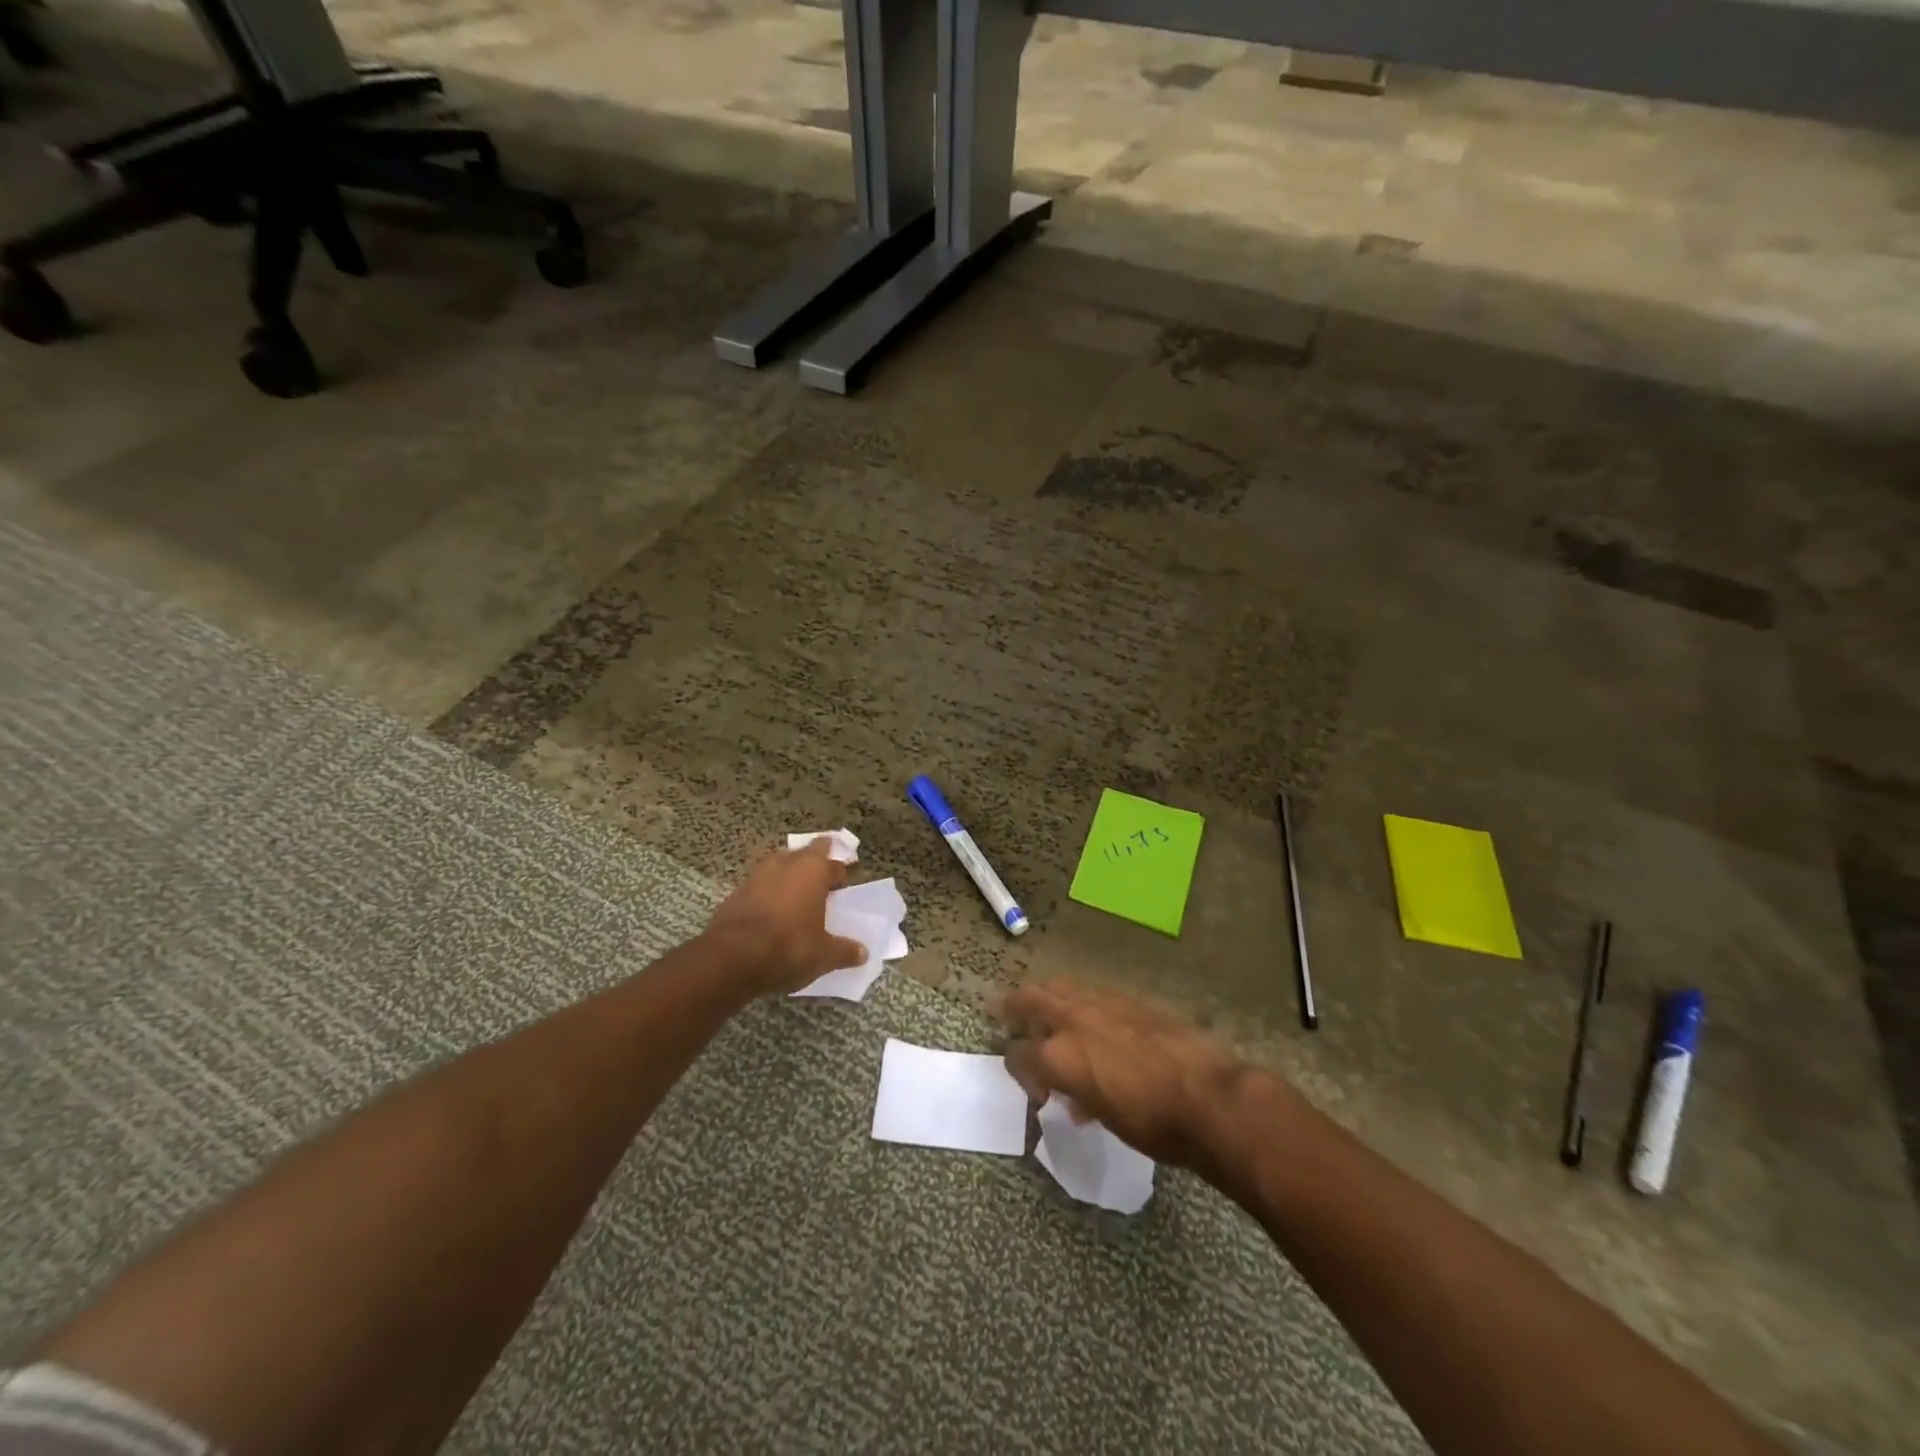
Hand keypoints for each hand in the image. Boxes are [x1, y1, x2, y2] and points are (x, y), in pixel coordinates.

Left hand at [704, 840, 867, 995]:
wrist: (731, 958)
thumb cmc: (788, 947)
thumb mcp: (824, 955)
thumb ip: (845, 951)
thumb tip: (863, 953)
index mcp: (813, 870)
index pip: (833, 861)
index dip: (840, 871)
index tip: (844, 882)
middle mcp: (786, 863)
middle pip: (805, 854)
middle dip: (814, 864)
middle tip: (823, 882)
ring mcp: (757, 874)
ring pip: (779, 865)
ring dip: (789, 876)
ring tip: (797, 895)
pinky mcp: (736, 891)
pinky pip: (760, 885)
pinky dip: (768, 893)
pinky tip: (772, 912)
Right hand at [1001, 980, 1287, 1174]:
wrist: (1208, 1097)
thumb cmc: (1152, 1124)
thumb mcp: (1105, 1119)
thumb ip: (1080, 1098)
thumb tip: (1076, 1097)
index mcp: (1059, 1056)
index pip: (1018, 1055)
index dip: (1019, 1071)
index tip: (1034, 1089)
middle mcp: (1073, 1020)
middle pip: (1029, 1000)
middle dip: (1015, 1009)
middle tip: (1011, 1019)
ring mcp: (1102, 1004)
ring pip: (1061, 989)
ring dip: (1050, 1001)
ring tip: (1053, 1017)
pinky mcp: (1130, 999)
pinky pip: (1093, 995)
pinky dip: (1084, 1005)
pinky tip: (1097, 1023)